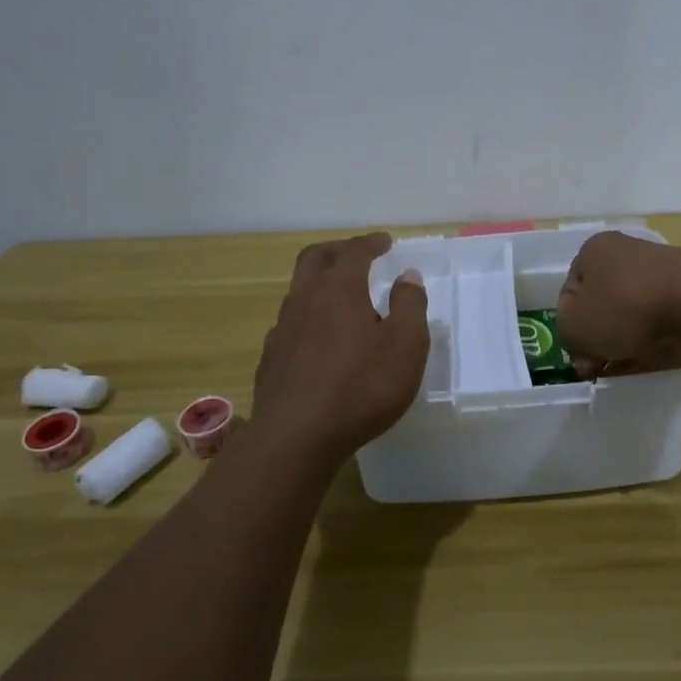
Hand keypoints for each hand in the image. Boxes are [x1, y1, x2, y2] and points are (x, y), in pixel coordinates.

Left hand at [249, 232, 428, 466]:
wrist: (296, 438)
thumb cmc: (361, 388)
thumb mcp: (405, 346)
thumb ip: (410, 305)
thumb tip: (407, 276)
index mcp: (339, 289)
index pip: (354, 251)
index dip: (370, 243)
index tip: (385, 242)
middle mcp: (305, 299)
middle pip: (315, 258)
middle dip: (338, 250)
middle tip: (358, 254)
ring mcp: (282, 329)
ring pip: (299, 290)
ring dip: (321, 283)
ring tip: (343, 298)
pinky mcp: (271, 358)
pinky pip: (291, 323)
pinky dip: (310, 317)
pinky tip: (321, 339)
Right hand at [556, 231, 680, 378]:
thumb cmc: (626, 308)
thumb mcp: (574, 327)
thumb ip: (567, 336)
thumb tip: (583, 347)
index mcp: (596, 250)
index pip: (570, 290)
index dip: (568, 325)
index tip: (576, 352)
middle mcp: (627, 257)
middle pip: (600, 304)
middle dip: (594, 338)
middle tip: (593, 367)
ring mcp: (660, 281)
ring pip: (628, 319)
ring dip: (618, 345)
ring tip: (614, 371)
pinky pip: (656, 331)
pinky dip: (645, 349)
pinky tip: (637, 369)